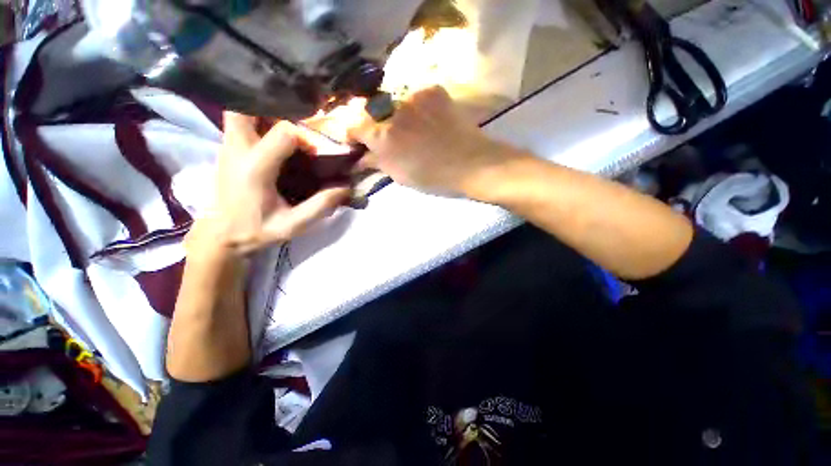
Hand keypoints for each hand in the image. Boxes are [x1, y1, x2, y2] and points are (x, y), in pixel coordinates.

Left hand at [190, 112, 350, 257]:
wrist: (222, 235)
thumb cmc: (258, 230)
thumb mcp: (294, 224)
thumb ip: (321, 206)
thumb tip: (346, 187)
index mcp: (256, 168)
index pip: (284, 133)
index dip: (306, 139)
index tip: (314, 154)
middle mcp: (237, 150)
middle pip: (247, 108)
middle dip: (273, 109)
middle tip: (295, 124)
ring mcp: (227, 147)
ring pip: (239, 111)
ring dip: (264, 113)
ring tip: (286, 131)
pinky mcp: (226, 150)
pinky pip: (239, 123)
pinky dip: (257, 121)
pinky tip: (273, 138)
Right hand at [348, 86, 520, 196]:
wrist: (471, 164)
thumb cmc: (434, 178)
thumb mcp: (400, 176)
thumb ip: (377, 162)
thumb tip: (361, 157)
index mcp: (383, 137)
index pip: (355, 126)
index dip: (353, 134)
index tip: (357, 141)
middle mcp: (393, 111)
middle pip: (373, 112)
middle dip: (376, 125)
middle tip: (390, 138)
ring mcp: (414, 97)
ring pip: (395, 104)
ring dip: (398, 117)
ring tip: (414, 132)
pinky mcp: (433, 91)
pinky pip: (417, 98)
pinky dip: (418, 109)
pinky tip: (429, 122)